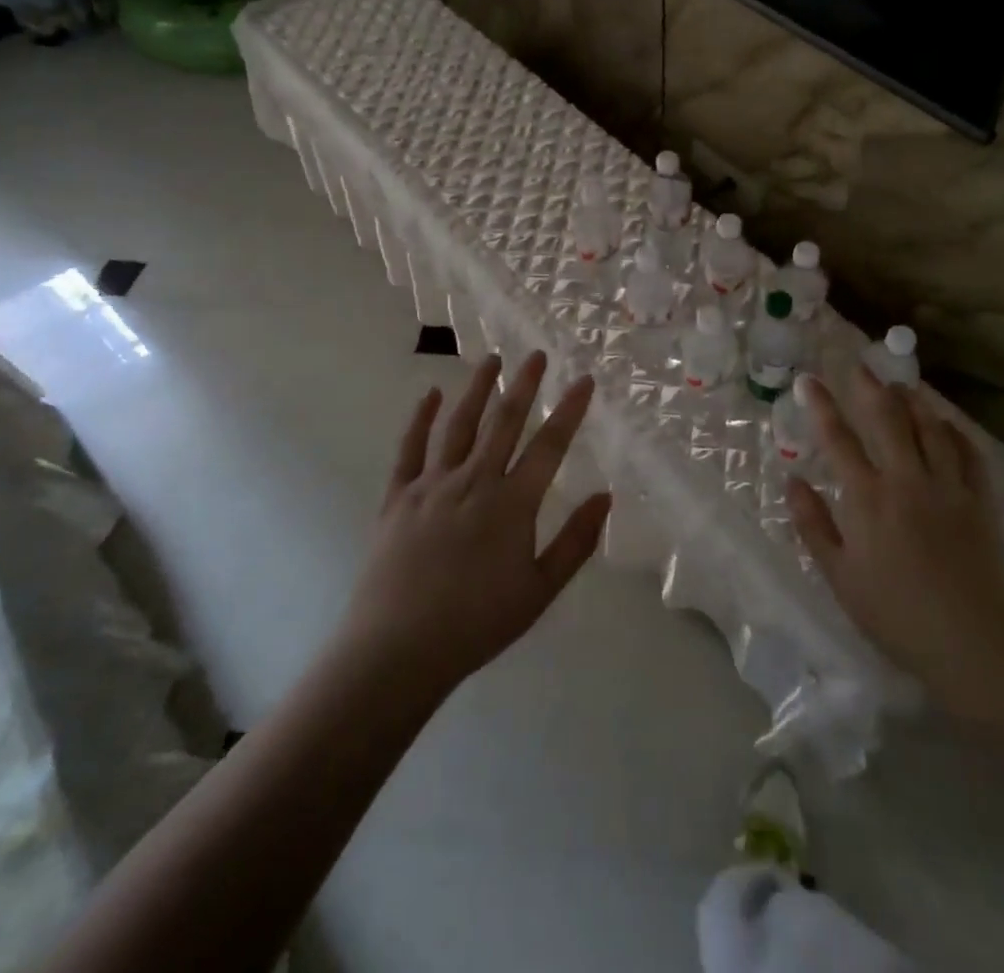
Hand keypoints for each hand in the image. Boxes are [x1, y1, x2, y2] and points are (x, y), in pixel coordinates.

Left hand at [341, 352, 609, 699]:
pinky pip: (410, 448)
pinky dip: (420, 418)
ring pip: (459, 425)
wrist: (398, 650)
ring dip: (477, 389)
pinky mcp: (398, 496)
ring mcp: (432, 485)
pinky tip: (429, 394)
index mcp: (511, 503)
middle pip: (504, 422)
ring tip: (491, 359)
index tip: (583, 379)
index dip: (569, 410)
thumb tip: (605, 497)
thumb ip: (575, 542)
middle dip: (524, 385)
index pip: (549, 445)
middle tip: (536, 354)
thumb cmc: (477, 623)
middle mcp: (473, 481)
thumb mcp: (539, 590)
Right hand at [787, 369, 1003, 731]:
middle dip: (869, 387)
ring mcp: (948, 487)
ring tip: (902, 384)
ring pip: (930, 428)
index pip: (838, 438)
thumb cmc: (896, 615)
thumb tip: (792, 480)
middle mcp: (907, 480)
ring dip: (913, 400)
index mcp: (867, 498)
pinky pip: (969, 453)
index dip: (822, 405)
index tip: (810, 380)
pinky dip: (955, 431)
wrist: (975, 644)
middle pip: (887, 419)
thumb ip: (813, 524)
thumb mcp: (840, 577)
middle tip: (859, 365)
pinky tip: (947, 423)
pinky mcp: (980, 501)